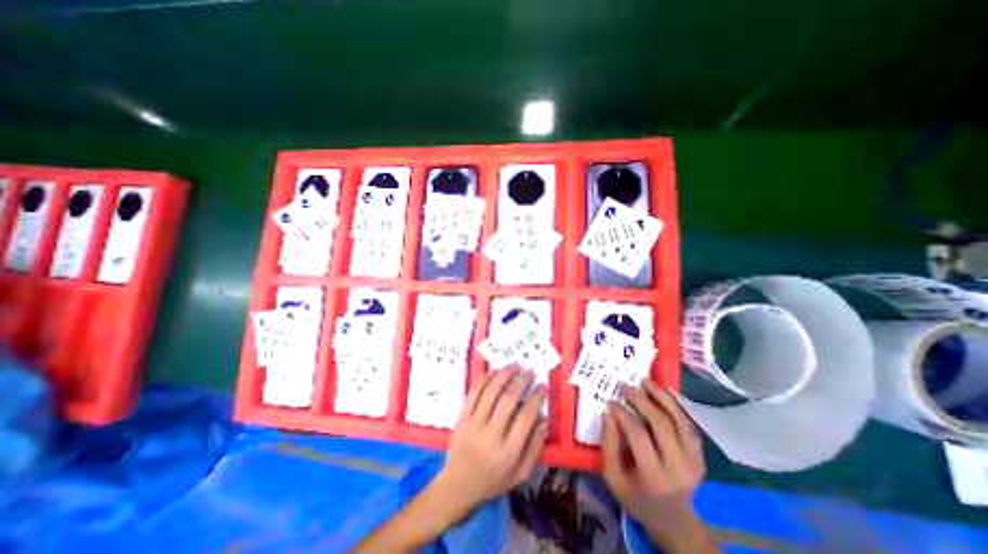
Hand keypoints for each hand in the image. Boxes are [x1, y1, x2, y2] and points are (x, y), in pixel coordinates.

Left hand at [430, 368, 548, 518]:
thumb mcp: (521, 473)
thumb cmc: (494, 480)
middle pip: (508, 400)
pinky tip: (494, 371)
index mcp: (509, 451)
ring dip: (504, 375)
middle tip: (529, 371)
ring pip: (490, 392)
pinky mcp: (462, 418)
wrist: (459, 485)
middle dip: (521, 381)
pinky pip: (474, 393)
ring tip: (514, 365)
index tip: (542, 385)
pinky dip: (484, 379)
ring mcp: (474, 424)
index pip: (526, 416)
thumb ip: (535, 447)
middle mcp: (491, 434)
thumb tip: (543, 418)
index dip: (536, 397)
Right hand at [598, 380, 714, 553]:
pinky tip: (663, 393)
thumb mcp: (613, 477)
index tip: (611, 401)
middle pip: (661, 424)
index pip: (638, 435)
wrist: (675, 521)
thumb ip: (608, 445)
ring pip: (679, 420)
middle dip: (641, 400)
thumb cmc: (637, 498)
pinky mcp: (700, 456)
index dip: (623, 414)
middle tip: (626, 386)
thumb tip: (608, 413)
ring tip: (645, 381)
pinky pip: (688, 425)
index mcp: (653, 476)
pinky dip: (675, 406)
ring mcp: (694, 461)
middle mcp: (678, 467)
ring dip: (662, 397)